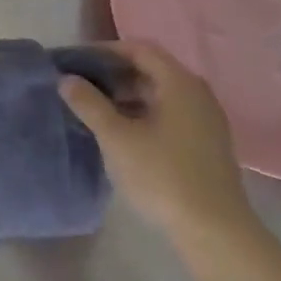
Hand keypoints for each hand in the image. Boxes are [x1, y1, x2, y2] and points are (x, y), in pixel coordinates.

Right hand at [58, 40, 251, 242]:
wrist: (214, 231)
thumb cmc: (162, 175)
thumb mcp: (116, 137)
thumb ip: (89, 103)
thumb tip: (66, 79)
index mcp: (179, 84)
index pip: (140, 49)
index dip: (105, 50)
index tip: (76, 60)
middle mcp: (197, 94)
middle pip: (152, 69)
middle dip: (114, 73)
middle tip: (81, 83)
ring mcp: (205, 120)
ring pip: (160, 93)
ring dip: (127, 94)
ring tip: (95, 107)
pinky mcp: (206, 143)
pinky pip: (170, 113)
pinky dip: (143, 112)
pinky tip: (121, 131)